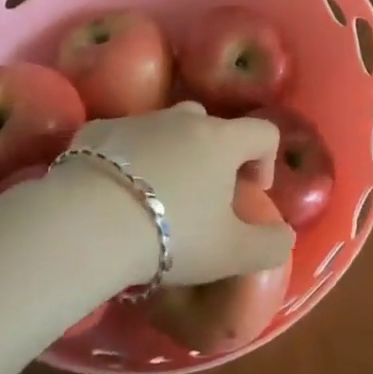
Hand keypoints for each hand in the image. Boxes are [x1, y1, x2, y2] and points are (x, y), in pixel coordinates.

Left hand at [64, 102, 292, 286]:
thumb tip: (284, 235)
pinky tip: (112, 193)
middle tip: (202, 198)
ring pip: (164, 129)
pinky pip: (121, 139)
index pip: (262, 132)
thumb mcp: (232, 254)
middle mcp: (182, 119)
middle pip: (210, 125)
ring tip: (154, 198)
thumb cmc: (172, 234)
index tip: (251, 193)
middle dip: (213, 155)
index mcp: (221, 140)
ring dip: (169, 154)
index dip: (266, 160)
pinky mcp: (95, 131)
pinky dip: (125, 158)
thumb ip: (270, 244)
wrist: (88, 223)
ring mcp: (137, 120)